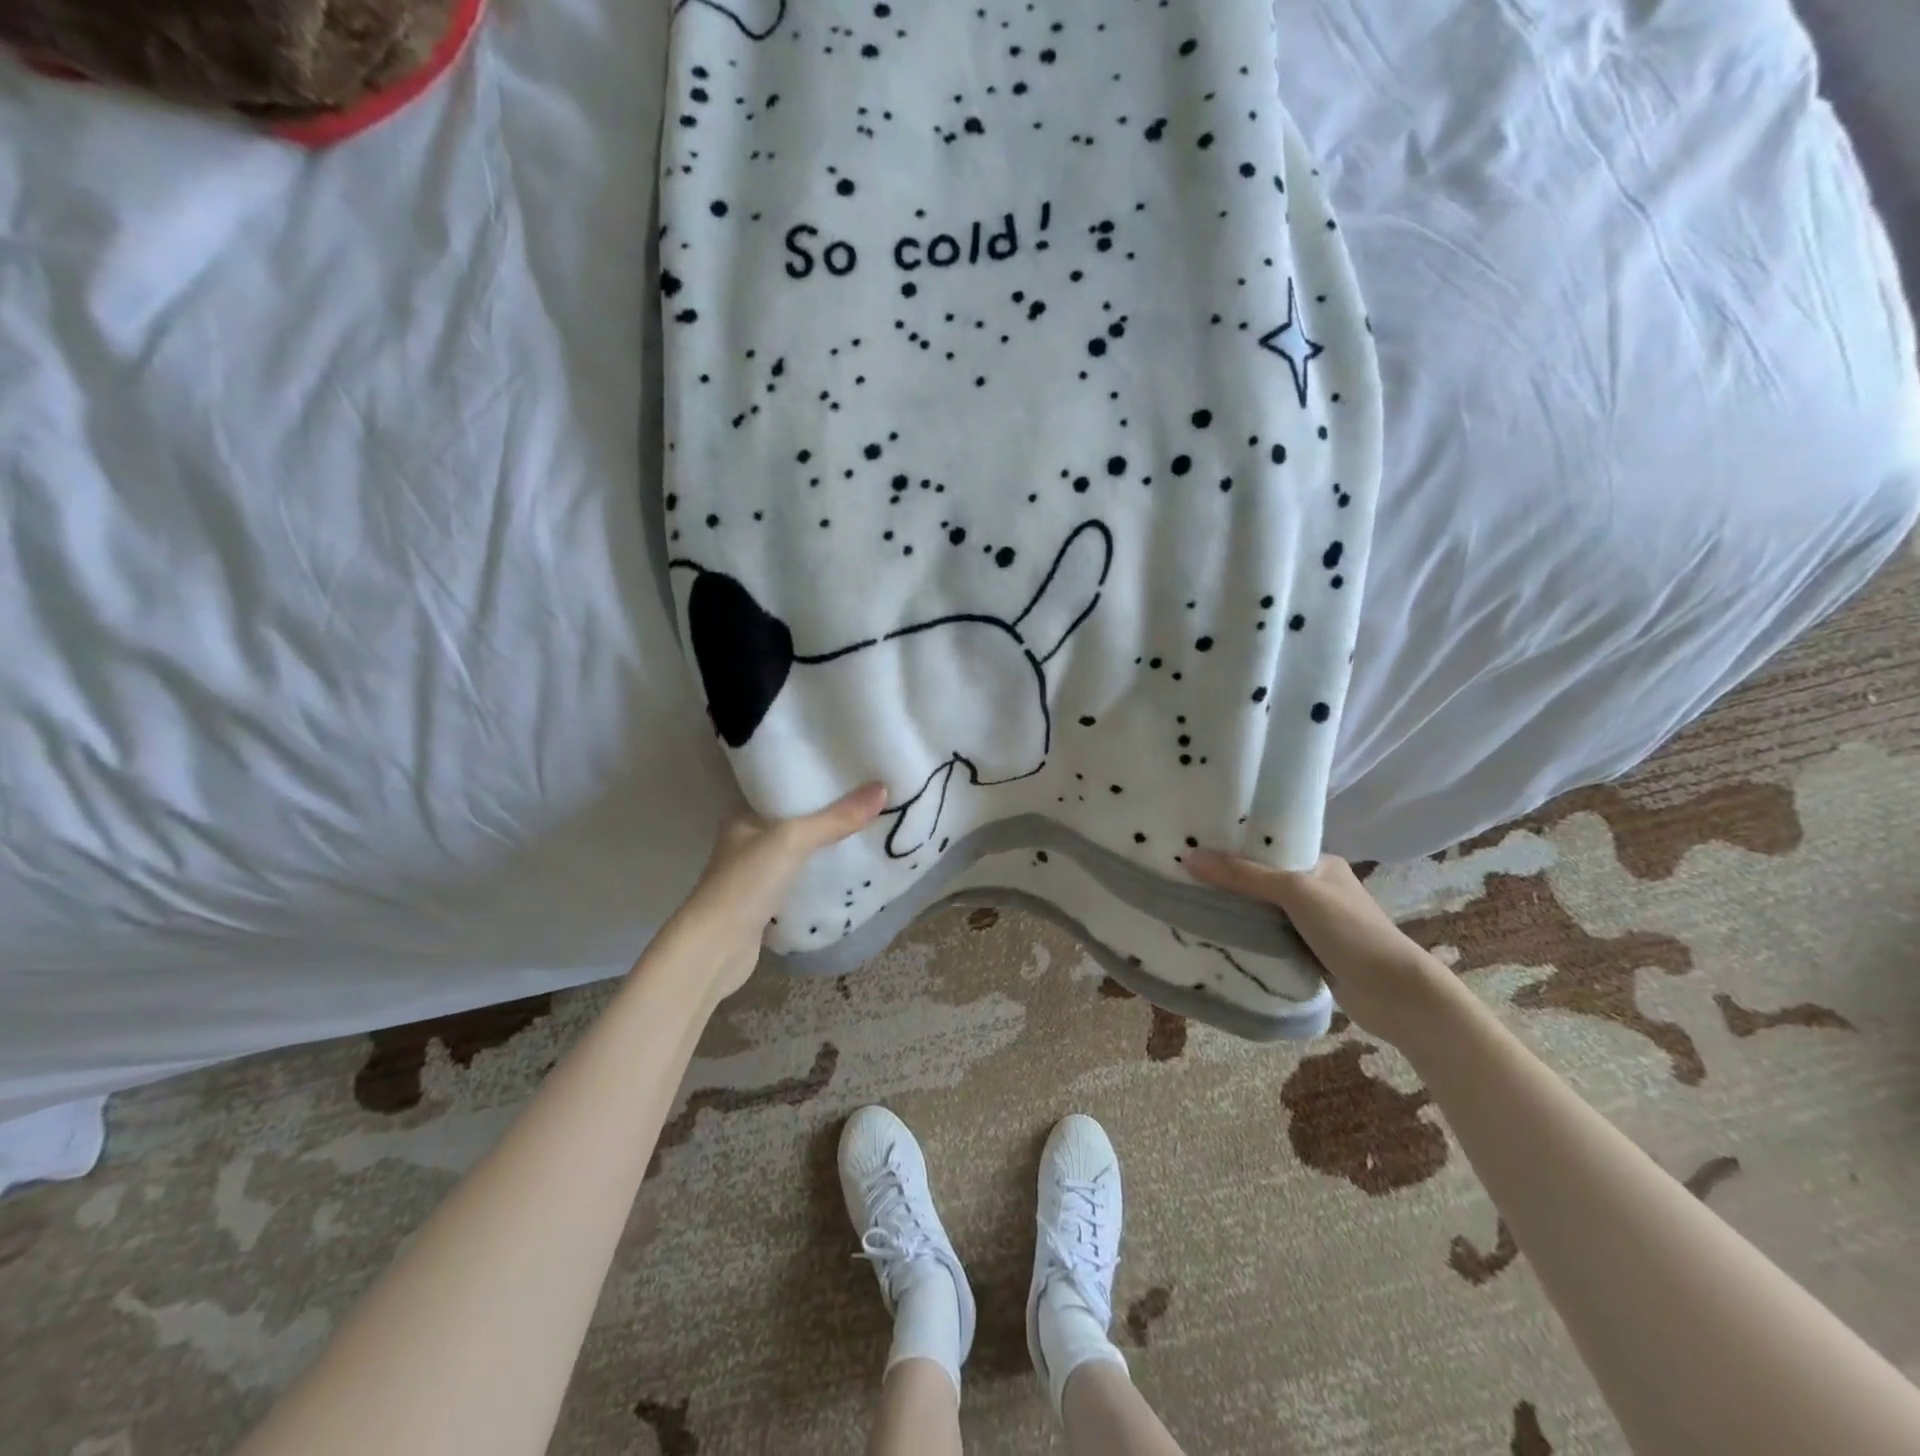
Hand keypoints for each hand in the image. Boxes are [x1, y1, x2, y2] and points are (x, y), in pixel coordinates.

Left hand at [663, 783, 888, 1001]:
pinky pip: (800, 880)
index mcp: (744, 815)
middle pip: (795, 820)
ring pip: (799, 852)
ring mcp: (755, 874)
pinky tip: (848, 871)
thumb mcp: (794, 839)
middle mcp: (747, 841)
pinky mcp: (765, 903)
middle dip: (828, 813)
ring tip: (867, 831)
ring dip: (825, 846)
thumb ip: (836, 818)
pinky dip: (820, 876)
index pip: (784, 788)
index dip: (815, 779)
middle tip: (870, 801)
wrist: (716, 948)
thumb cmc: (748, 882)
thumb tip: (882, 788)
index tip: (853, 772)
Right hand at [1184, 849, 1455, 1042]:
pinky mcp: (1309, 954)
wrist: (1396, 994)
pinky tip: (1218, 937)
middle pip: (1262, 880)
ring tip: (1191, 903)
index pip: (1269, 847)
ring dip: (1237, 912)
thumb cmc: (1350, 930)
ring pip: (1263, 912)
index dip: (1234, 845)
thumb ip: (1244, 875)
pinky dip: (1249, 939)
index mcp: (1320, 864)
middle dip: (1229, 880)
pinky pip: (1269, 939)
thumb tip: (1189, 857)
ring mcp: (1313, 924)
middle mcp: (1316, 889)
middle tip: (1183, 876)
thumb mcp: (1295, 892)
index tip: (1194, 844)